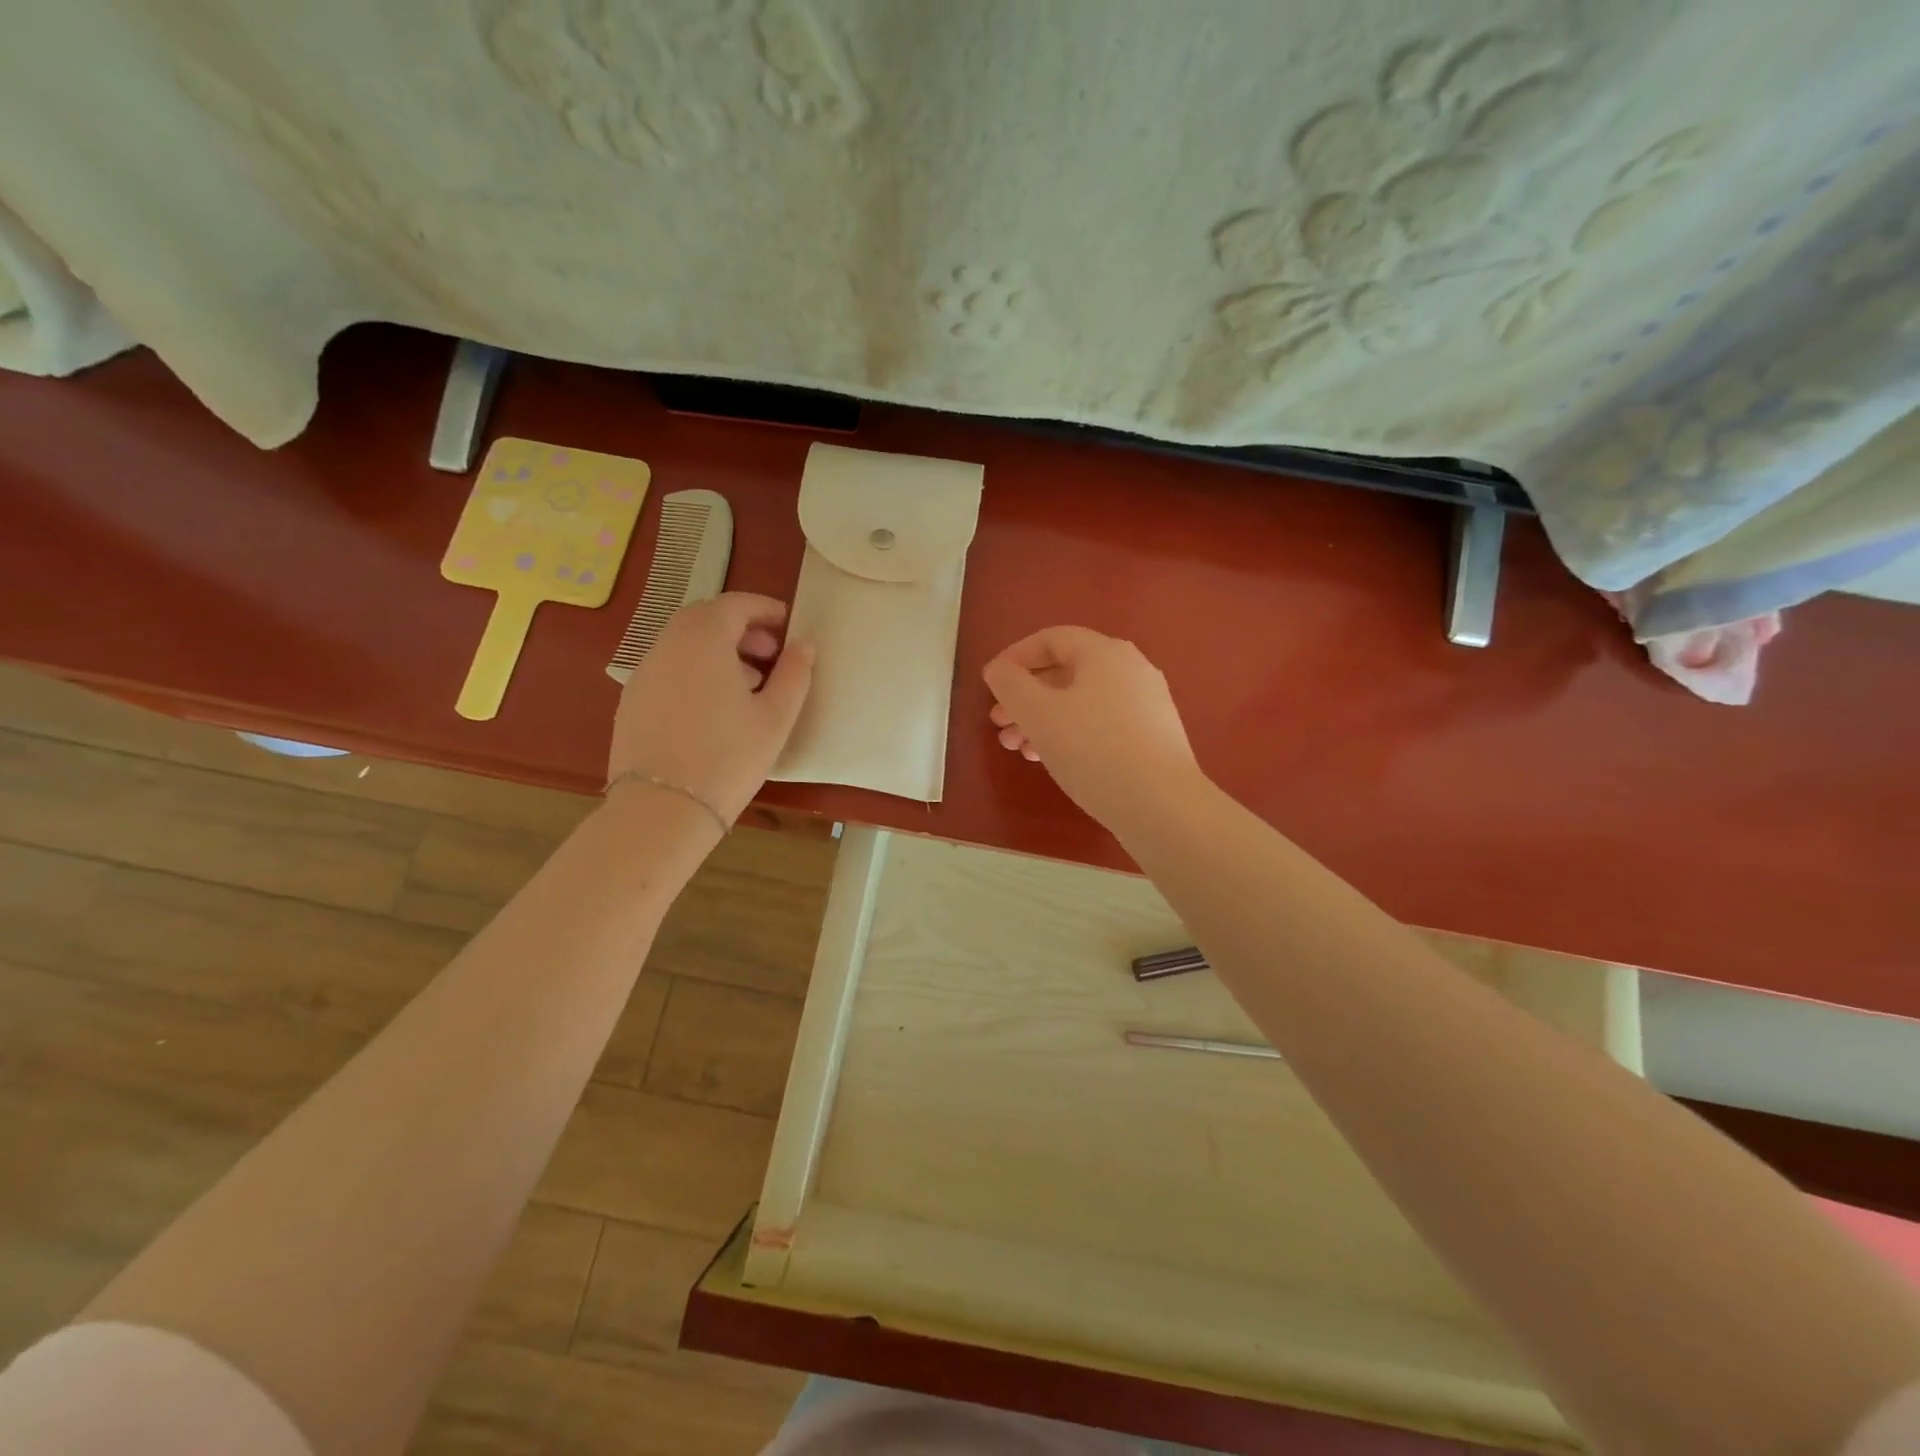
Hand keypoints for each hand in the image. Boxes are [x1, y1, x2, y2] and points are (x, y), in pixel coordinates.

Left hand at [608, 593, 813, 823]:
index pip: (735, 604)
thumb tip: (803, 645)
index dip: (766, 609)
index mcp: (703, 640)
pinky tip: (714, 708)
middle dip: (741, 628)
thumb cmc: (728, 758)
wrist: (662, 810)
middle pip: (705, 618)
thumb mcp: (775, 717)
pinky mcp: (632, 700)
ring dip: (719, 650)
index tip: (789, 627)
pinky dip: (695, 671)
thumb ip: (794, 674)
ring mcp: (644, 673)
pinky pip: (669, 669)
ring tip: (748, 685)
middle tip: (771, 655)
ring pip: (684, 643)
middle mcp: (667, 645)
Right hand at [983, 626, 1201, 830]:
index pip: (1051, 639)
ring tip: (1019, 750)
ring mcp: (1147, 703)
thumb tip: (1000, 669)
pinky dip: (1072, 733)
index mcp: (1104, 652)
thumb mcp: (1038, 714)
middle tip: (998, 725)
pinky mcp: (1154, 736)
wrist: (1162, 805)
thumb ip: (1010, 685)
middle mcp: (1131, 669)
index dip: (1015, 657)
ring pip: (1082, 702)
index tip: (990, 684)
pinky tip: (1054, 761)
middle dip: (1026, 698)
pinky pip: (1102, 723)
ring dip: (1044, 720)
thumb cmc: (1093, 750)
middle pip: (1066, 673)